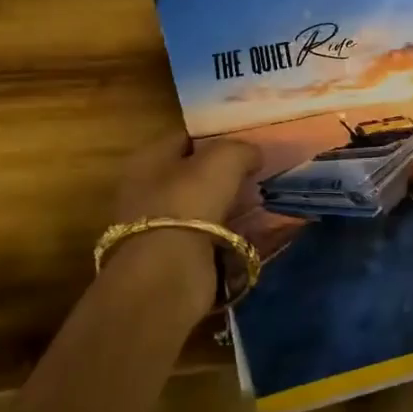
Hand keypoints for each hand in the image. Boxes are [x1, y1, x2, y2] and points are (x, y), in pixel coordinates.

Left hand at [105, 131, 260, 321]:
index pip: (186, 138)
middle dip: (226, 175)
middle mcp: (146, 190)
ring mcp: (159, 227)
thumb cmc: (189, 203)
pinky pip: (213, 239)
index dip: (217, 136)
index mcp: (147, 159)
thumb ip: (241, 149)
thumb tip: (253, 154)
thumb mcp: (222, 160)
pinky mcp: (175, 259)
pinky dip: (233, 236)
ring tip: (266, 202)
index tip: (249, 142)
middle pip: (194, 175)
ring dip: (232, 207)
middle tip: (260, 174)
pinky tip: (259, 232)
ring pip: (205, 208)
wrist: (168, 275)